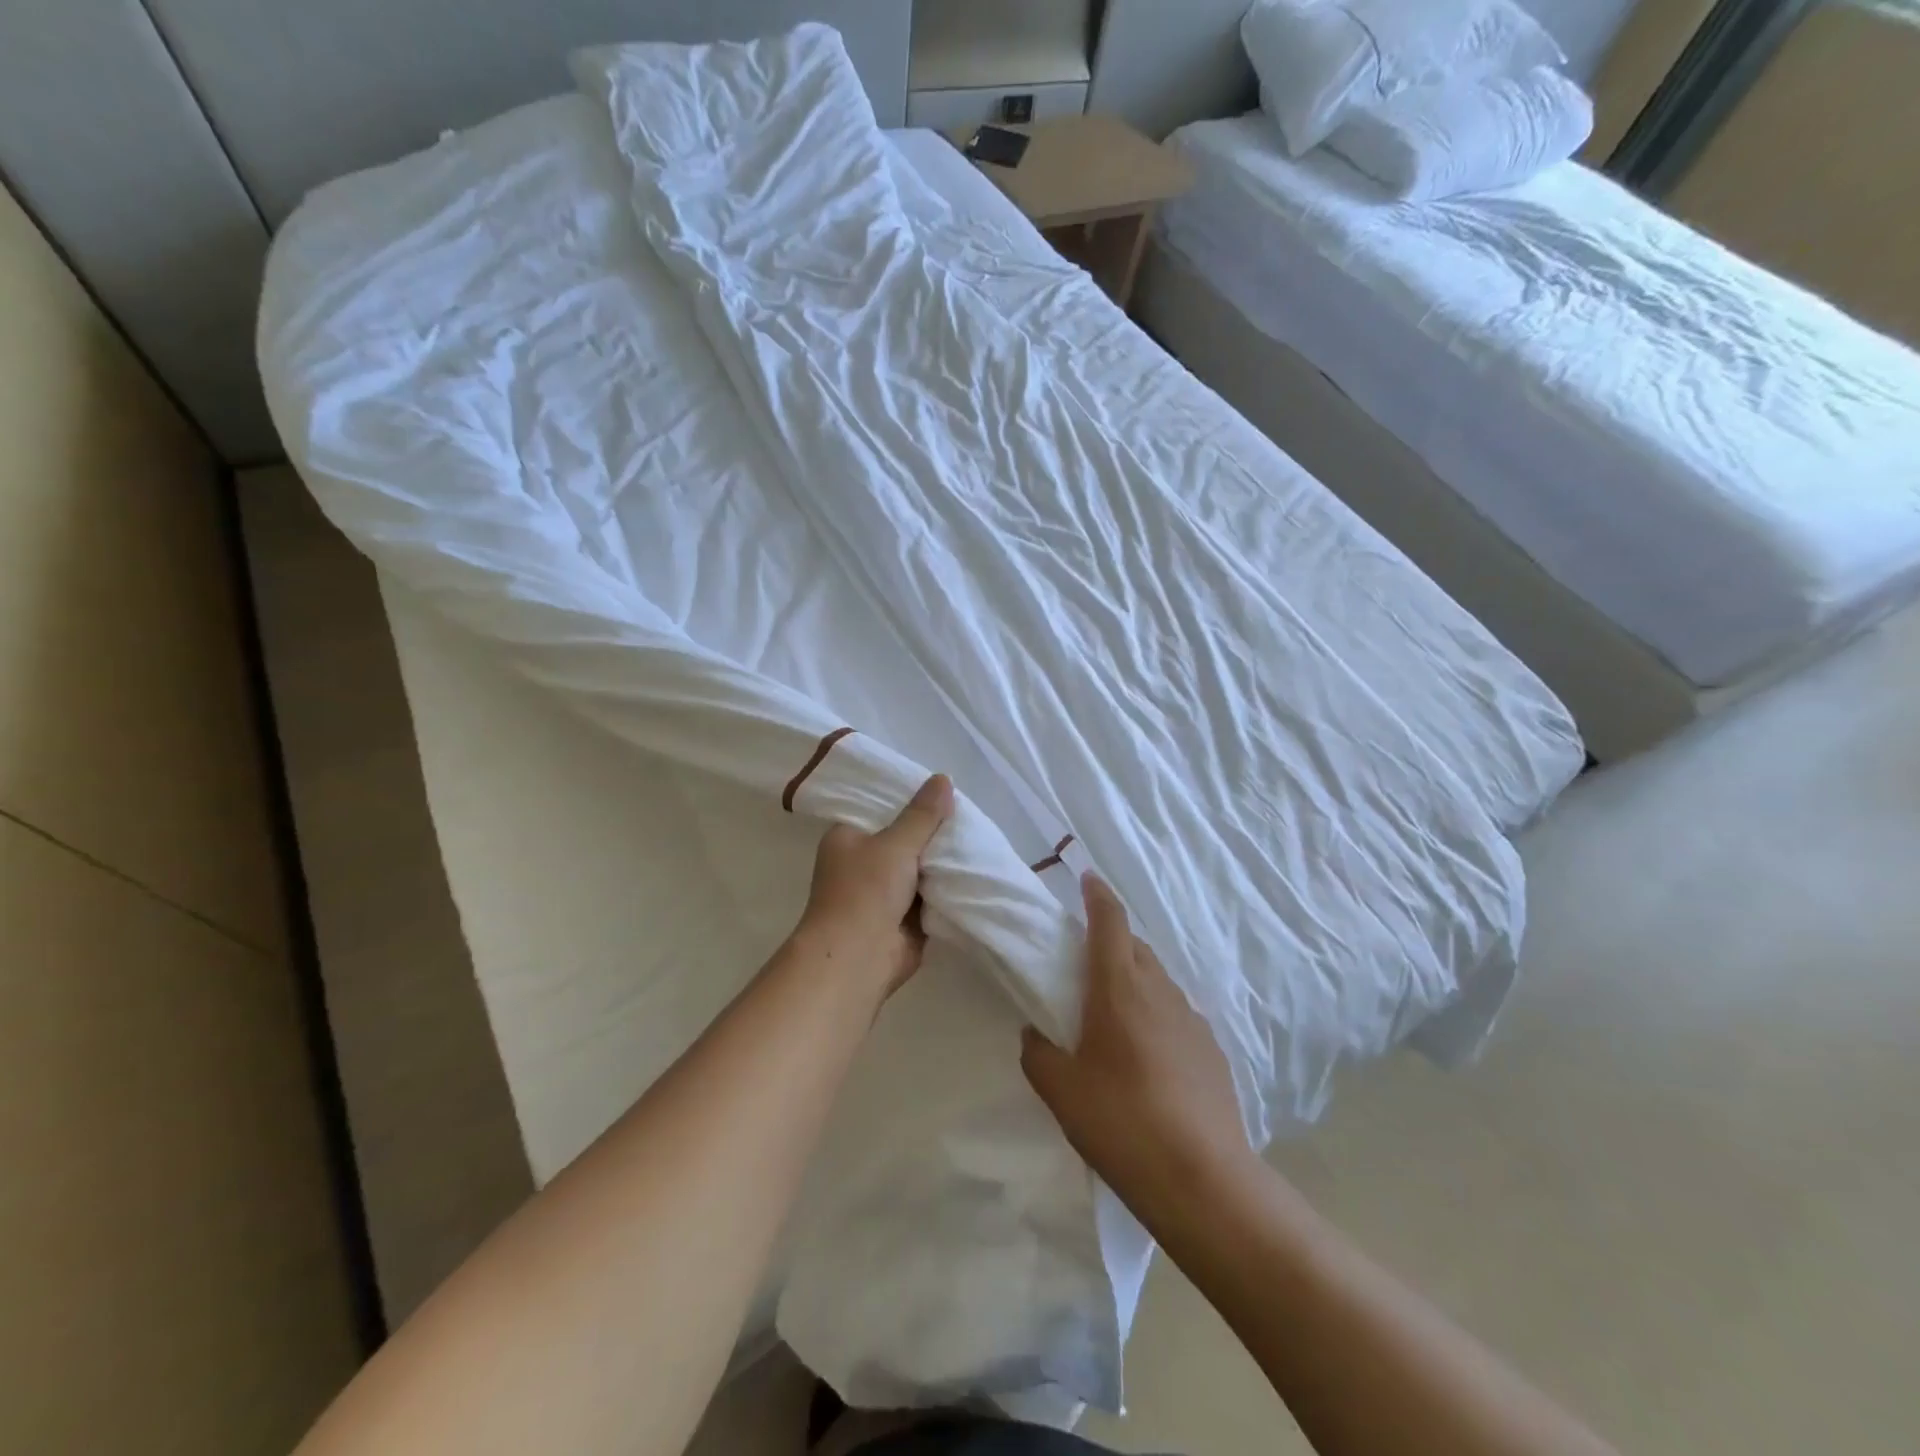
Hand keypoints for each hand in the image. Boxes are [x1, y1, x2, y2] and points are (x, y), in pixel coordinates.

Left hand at [796, 774, 954, 1000]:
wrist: (858, 959)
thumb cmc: (865, 891)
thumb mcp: (896, 844)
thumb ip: (923, 814)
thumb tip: (943, 778)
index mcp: (848, 837)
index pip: (881, 808)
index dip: (911, 800)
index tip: (943, 791)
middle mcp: (862, 862)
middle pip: (904, 838)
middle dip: (933, 833)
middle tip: (968, 817)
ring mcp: (883, 892)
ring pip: (920, 868)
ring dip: (942, 862)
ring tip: (978, 839)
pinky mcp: (902, 918)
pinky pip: (929, 895)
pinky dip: (946, 889)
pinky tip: (975, 872)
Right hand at [1021, 874, 1250, 1225]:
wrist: (1203, 1179)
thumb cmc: (1121, 1122)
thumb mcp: (1060, 1090)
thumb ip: (1038, 1052)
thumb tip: (1036, 1034)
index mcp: (1119, 987)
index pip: (1109, 921)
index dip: (1097, 895)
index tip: (1087, 879)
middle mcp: (1159, 990)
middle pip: (1135, 946)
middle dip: (1111, 939)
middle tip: (1085, 960)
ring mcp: (1192, 1019)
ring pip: (1158, 980)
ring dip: (1135, 978)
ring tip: (1114, 1012)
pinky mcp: (1212, 1050)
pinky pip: (1176, 1014)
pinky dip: (1157, 1014)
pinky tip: (1148, 1055)